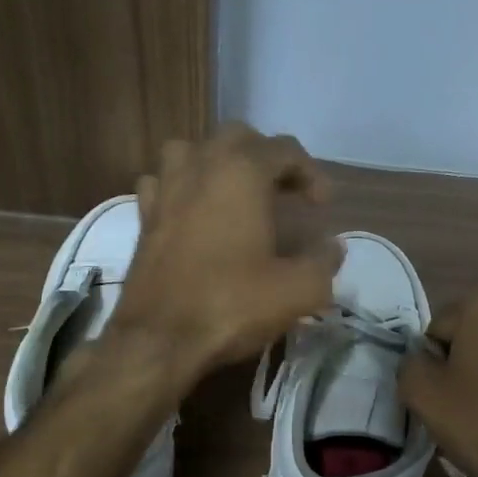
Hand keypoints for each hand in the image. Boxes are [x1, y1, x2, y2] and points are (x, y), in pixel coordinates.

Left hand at [114, 124, 342, 375]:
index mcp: (241, 171)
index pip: (285, 150)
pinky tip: (194, 212)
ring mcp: (165, 187)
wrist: (159, 338)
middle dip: (267, 159)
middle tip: (285, 193)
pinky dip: (184, 187)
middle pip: (238, 138)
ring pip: (193, 150)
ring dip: (220, 163)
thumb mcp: (298, 289)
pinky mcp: (143, 216)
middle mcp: (200, 165)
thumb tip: (333, 247)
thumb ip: (324, 262)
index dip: (312, 174)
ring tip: (238, 194)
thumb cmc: (232, 304)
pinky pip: (164, 181)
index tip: (323, 206)